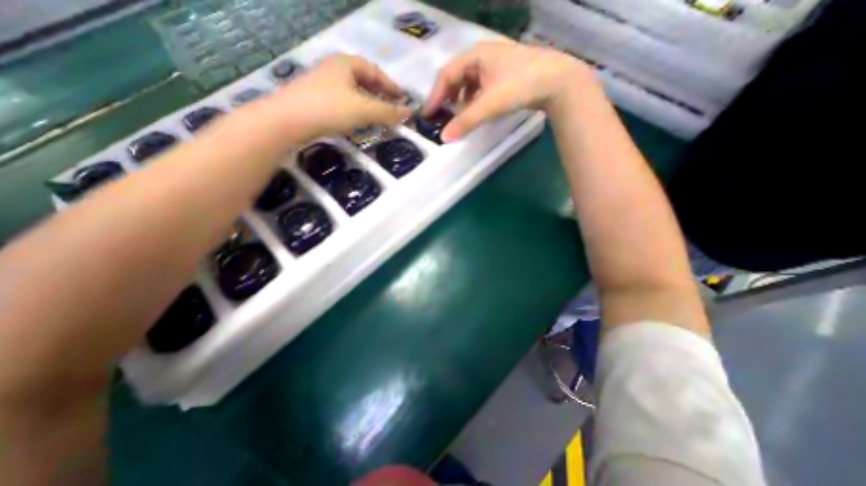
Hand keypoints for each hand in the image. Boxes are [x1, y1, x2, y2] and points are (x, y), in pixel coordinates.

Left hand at [273, 53, 414, 143]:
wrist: (288, 120)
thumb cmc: (329, 108)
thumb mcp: (364, 109)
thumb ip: (388, 112)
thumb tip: (409, 113)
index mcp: (346, 63)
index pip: (376, 72)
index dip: (391, 86)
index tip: (403, 99)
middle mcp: (334, 69)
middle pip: (364, 81)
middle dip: (380, 95)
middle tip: (392, 109)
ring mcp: (323, 84)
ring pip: (353, 93)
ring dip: (368, 104)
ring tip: (379, 117)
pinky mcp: (317, 100)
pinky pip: (344, 102)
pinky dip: (356, 111)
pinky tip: (359, 122)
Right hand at [425, 42, 595, 141]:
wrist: (557, 81)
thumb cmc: (519, 85)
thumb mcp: (489, 104)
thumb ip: (465, 121)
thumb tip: (444, 138)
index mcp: (475, 55)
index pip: (446, 75)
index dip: (434, 96)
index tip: (426, 114)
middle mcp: (482, 56)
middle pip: (456, 77)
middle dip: (446, 97)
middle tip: (439, 115)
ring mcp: (494, 65)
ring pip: (468, 83)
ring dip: (459, 100)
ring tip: (456, 116)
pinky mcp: (504, 75)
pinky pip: (480, 87)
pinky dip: (473, 100)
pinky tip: (475, 111)